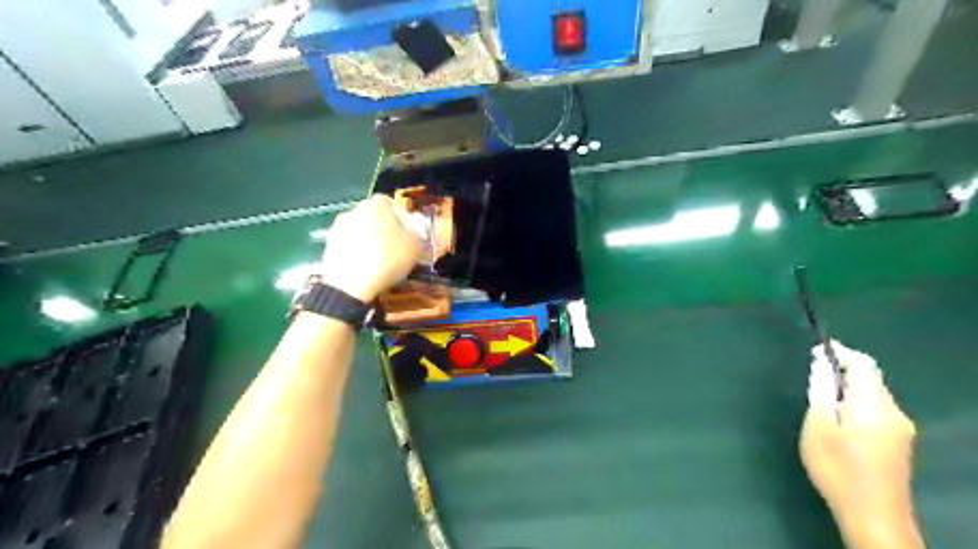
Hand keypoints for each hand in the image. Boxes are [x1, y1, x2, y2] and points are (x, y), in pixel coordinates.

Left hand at [321, 196, 424, 302]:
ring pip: (362, 231)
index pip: (393, 205)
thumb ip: (417, 231)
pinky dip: (358, 252)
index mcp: (377, 204)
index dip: (403, 220)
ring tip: (381, 260)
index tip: (409, 235)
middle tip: (397, 247)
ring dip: (371, 241)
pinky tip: (366, 267)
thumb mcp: (415, 245)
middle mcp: (355, 209)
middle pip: (375, 217)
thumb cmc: (388, 259)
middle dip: (386, 229)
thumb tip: (413, 227)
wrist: (350, 284)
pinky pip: (350, 245)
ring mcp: (339, 227)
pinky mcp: (329, 245)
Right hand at [799, 340, 921, 546]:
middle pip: (871, 377)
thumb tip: (821, 362)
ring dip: (849, 386)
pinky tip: (839, 417)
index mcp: (873, 404)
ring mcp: (901, 428)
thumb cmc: (837, 467)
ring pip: (874, 393)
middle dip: (843, 369)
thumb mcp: (818, 425)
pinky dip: (857, 401)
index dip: (840, 351)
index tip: (817, 348)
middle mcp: (893, 411)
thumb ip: (821, 390)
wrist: (873, 514)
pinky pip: (877, 408)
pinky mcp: (899, 442)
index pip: (862, 364)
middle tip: (814, 373)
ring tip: (822, 397)